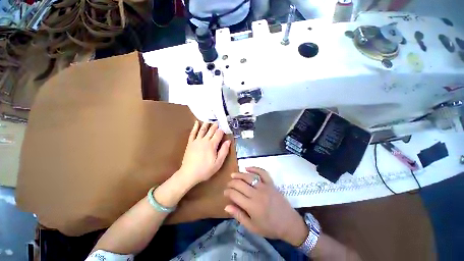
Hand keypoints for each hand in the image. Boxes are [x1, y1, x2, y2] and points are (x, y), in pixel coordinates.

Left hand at [178, 121, 230, 185]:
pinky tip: (196, 122)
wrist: (189, 173)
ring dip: (206, 124)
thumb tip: (228, 141)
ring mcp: (196, 141)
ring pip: (202, 130)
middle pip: (211, 130)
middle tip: (218, 122)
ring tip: (209, 120)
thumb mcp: (218, 162)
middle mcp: (204, 140)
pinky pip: (193, 133)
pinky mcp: (190, 143)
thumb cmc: (206, 169)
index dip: (222, 130)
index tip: (225, 128)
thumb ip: (224, 151)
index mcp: (212, 144)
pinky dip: (195, 127)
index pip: (218, 134)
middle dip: (215, 126)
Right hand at [224, 167, 308, 246]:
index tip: (225, 192)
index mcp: (251, 206)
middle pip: (240, 184)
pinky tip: (247, 168)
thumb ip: (238, 216)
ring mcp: (264, 187)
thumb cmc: (269, 227)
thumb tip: (226, 206)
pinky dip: (254, 168)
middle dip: (231, 183)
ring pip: (249, 177)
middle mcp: (256, 194)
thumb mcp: (252, 227)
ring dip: (239, 174)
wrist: (289, 223)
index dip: (227, 192)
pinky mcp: (271, 183)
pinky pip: (262, 172)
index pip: (234, 194)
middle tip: (228, 184)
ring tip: (233, 175)